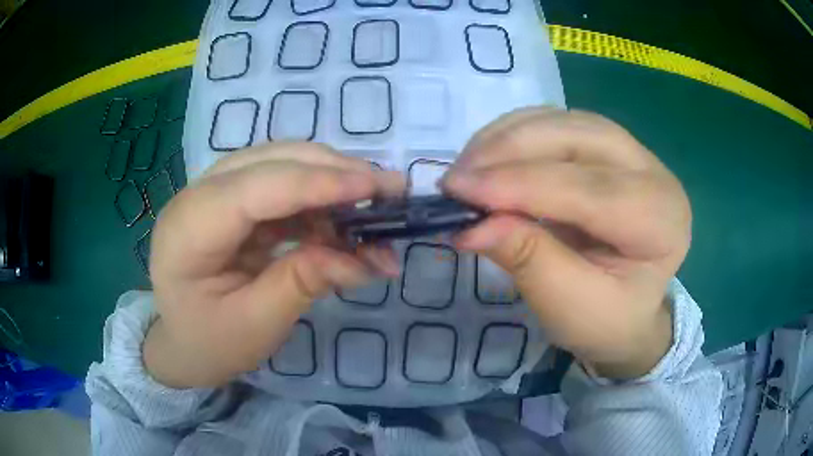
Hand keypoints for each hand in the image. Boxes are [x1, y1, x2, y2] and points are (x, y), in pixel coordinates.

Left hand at [144, 144, 403, 387]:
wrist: (181, 343)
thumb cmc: (209, 344)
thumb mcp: (256, 326)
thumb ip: (304, 283)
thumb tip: (363, 257)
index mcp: (187, 231)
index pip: (256, 188)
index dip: (318, 183)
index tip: (377, 186)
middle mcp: (196, 196)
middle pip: (270, 161)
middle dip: (333, 170)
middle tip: (390, 189)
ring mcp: (212, 193)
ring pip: (279, 163)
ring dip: (330, 180)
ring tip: (373, 205)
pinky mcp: (231, 201)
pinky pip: (280, 186)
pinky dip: (317, 200)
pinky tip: (343, 222)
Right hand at [443, 108, 690, 378]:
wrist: (629, 312)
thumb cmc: (606, 320)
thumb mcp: (569, 307)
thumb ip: (529, 261)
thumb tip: (472, 225)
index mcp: (661, 220)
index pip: (590, 189)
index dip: (520, 185)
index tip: (458, 190)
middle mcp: (655, 173)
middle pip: (579, 137)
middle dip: (510, 150)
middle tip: (457, 177)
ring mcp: (633, 152)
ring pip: (565, 121)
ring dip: (508, 136)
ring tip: (467, 166)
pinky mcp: (608, 146)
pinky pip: (558, 123)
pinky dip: (516, 133)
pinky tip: (490, 155)